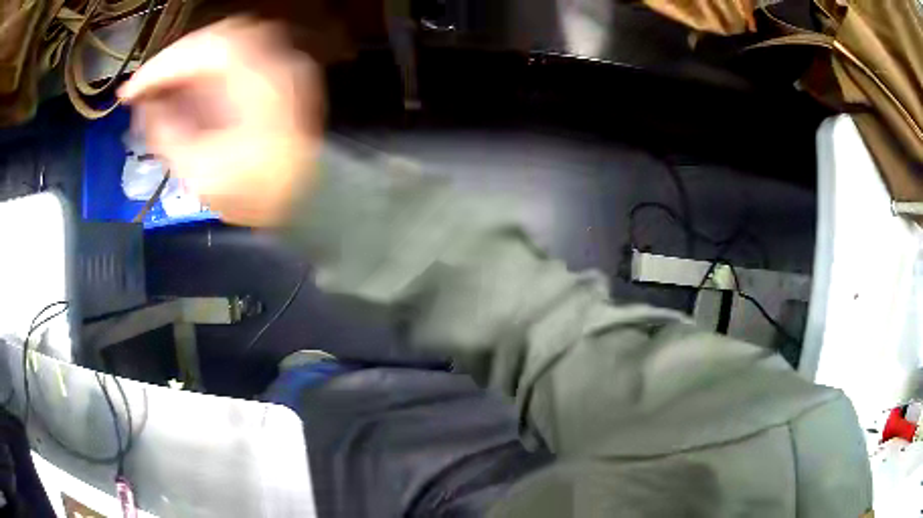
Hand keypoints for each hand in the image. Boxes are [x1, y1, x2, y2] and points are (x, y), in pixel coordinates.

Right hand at [119, 18, 324, 226]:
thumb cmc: (257, 192)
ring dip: (191, 60)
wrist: (311, 198)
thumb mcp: (199, 171)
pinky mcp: (283, 72)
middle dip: (174, 60)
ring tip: (165, 87)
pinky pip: (240, 54)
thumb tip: (147, 106)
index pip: (197, 51)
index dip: (157, 68)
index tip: (129, 91)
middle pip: (214, 38)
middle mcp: (273, 58)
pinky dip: (210, 66)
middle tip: (148, 87)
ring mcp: (282, 61)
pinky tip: (192, 87)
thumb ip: (167, 131)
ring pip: (227, 41)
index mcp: (253, 78)